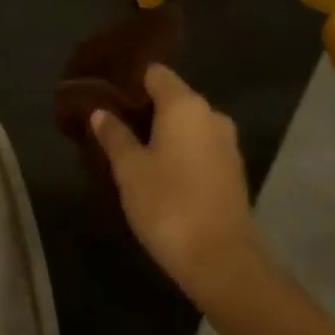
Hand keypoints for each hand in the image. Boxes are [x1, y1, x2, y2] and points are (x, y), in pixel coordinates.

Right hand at [91, 64, 263, 300]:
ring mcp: (227, 143)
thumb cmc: (168, 204)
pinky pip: (200, 147)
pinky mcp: (233, 170)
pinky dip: (181, 152)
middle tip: (115, 128)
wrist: (222, 260)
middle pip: (173, 98)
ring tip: (134, 153)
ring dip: (164, 134)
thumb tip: (101, 112)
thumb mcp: (130, 170)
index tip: (108, 98)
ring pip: (188, 125)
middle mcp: (211, 115)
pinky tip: (161, 174)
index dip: (131, 82)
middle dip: (145, 110)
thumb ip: (115, 136)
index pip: (155, 74)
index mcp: (185, 105)